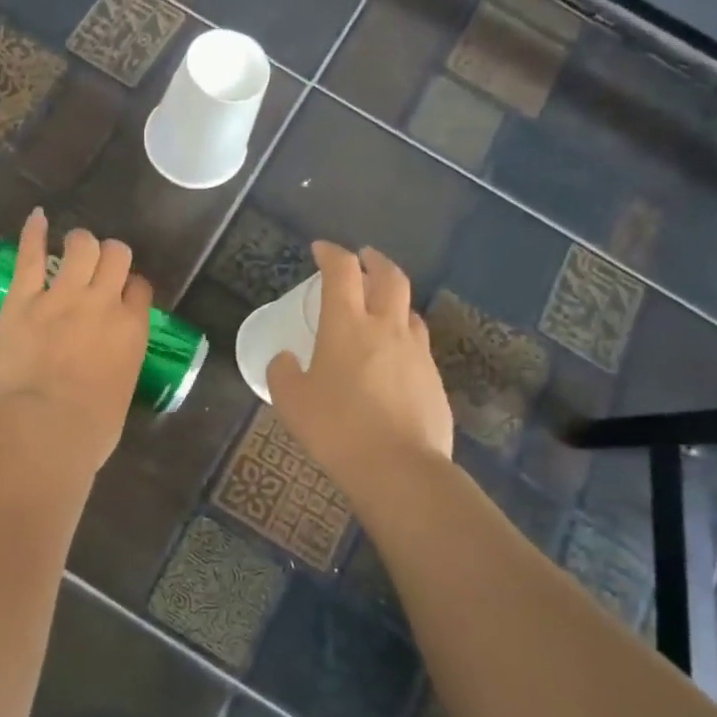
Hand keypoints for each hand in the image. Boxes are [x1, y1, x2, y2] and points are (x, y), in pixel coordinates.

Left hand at [0, 209, 151, 476]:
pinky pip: (31, 255)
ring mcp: (62, 296)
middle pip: (116, 256)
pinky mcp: (24, 298)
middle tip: (97, 268)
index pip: (140, 288)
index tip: (120, 295)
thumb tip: (108, 370)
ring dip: (80, 243)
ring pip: (81, 245)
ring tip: (73, 248)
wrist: (46, 429)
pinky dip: (34, 232)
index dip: (130, 287)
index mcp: (132, 329)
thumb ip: (119, 368)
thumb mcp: (121, 395)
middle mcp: (103, 303)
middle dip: (110, 257)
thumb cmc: (90, 430)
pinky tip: (37, 217)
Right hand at [267, 242, 454, 491]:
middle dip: (374, 260)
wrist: (398, 467)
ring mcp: (416, 352)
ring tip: (380, 306)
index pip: (342, 271)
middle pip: (389, 276)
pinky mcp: (433, 378)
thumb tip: (286, 358)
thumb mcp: (290, 401)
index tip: (320, 249)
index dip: (331, 253)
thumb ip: (283, 372)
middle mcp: (386, 327)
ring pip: (409, 308)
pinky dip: (403, 335)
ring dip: (394, 297)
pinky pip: (418, 343)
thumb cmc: (336, 428)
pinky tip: (393, 355)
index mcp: (347, 325)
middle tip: (363, 258)